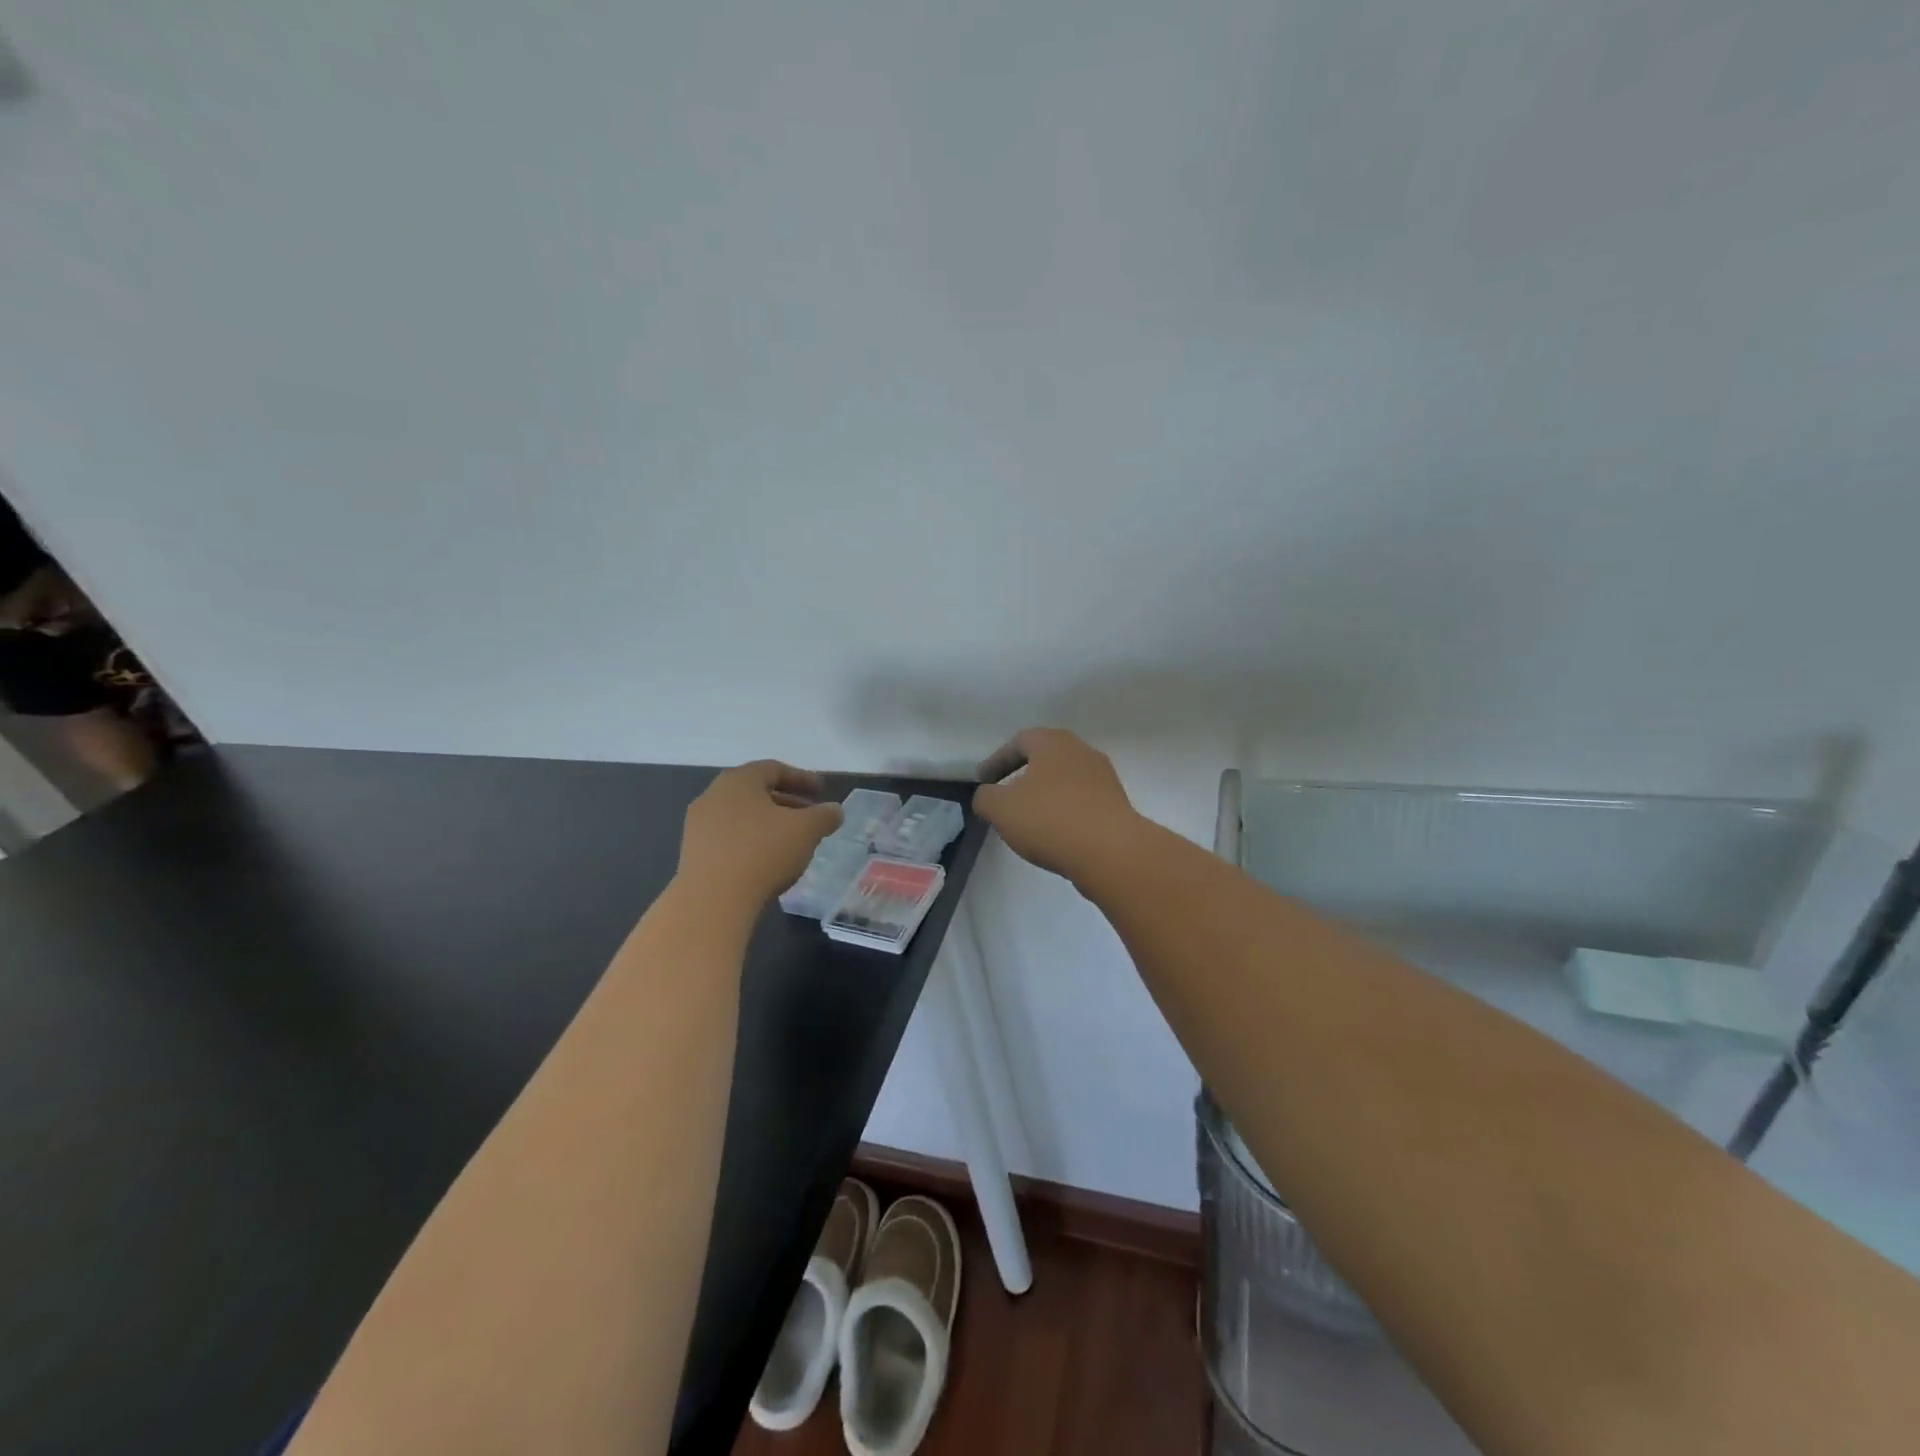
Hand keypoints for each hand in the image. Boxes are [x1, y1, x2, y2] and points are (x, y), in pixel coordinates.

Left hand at [678, 761, 843, 910]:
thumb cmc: (763, 852)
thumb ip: (824, 815)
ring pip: (742, 816)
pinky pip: (729, 838)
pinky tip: (767, 861)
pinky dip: (752, 841)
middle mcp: (713, 796)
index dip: (801, 778)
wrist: (712, 901)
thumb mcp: (806, 830)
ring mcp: (699, 826)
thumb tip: (834, 810)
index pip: (773, 769)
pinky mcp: (693, 853)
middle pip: (756, 792)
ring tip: (792, 841)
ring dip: (769, 823)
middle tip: (810, 815)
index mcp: (738, 781)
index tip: (821, 791)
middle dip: (787, 802)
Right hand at [972, 727, 1138, 878]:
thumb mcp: (1001, 808)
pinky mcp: (1117, 805)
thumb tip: (988, 796)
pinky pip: (1082, 802)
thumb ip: (985, 797)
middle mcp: (1082, 751)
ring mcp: (1104, 778)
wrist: (1111, 852)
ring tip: (1029, 820)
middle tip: (1005, 796)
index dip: (997, 760)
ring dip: (1045, 795)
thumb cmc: (1050, 819)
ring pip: (1065, 781)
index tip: (983, 781)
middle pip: (1046, 758)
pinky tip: (1055, 834)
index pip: (1019, 742)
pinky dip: (1064, 812)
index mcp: (1053, 742)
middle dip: (1023, 775)